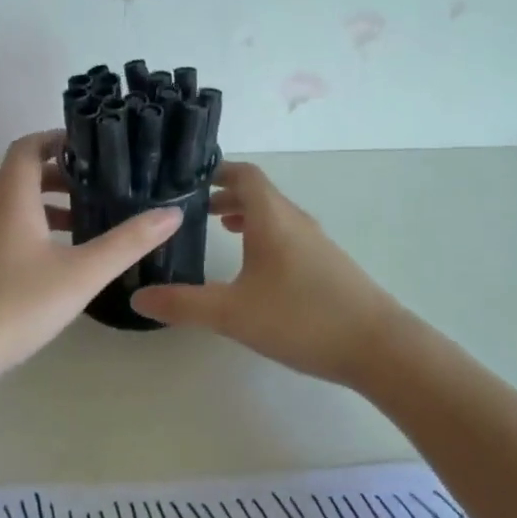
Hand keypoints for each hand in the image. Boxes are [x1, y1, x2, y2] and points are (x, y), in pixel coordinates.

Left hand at [0, 129, 182, 378]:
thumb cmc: (16, 305)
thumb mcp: (81, 274)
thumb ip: (127, 243)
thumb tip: (171, 213)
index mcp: (10, 199)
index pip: (27, 147)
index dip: (56, 139)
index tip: (91, 147)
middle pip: (20, 175)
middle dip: (58, 174)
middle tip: (97, 185)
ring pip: (12, 206)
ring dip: (45, 205)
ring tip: (83, 223)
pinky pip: (3, 231)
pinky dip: (31, 229)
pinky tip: (54, 263)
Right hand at [130, 161, 403, 386]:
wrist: (378, 346)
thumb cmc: (301, 318)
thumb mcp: (232, 313)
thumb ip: (183, 304)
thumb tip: (137, 297)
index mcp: (272, 217)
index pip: (245, 175)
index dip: (217, 171)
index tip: (189, 179)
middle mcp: (295, 221)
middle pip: (259, 194)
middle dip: (225, 196)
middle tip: (193, 209)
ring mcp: (316, 242)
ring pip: (275, 216)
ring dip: (247, 216)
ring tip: (220, 229)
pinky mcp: (328, 265)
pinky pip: (288, 235)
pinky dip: (265, 236)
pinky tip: (256, 269)